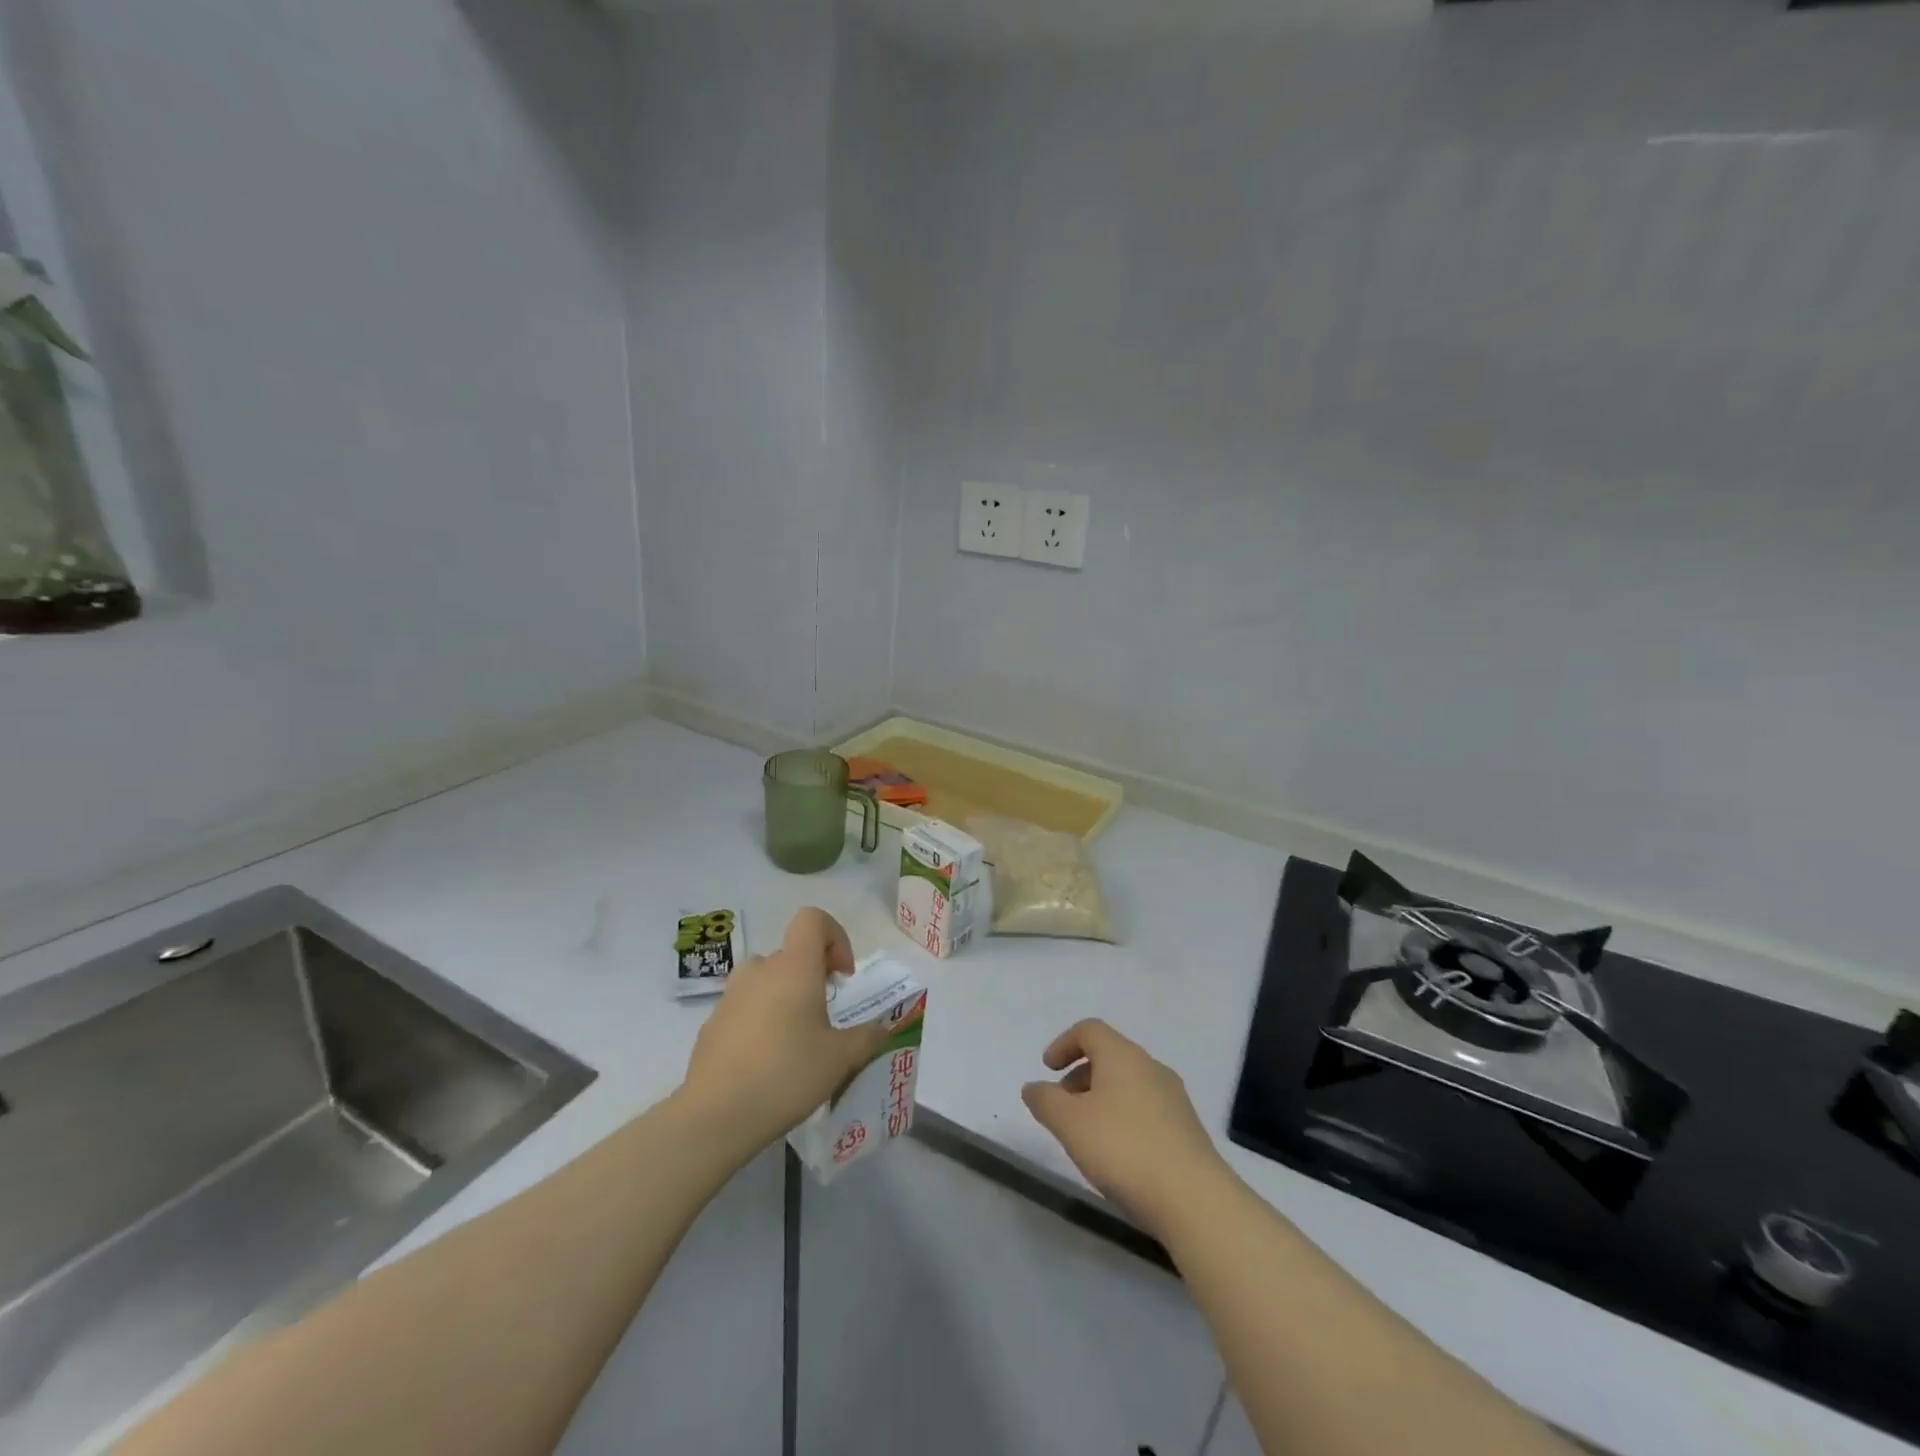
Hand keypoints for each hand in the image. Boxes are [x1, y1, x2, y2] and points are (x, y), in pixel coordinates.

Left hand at [681, 908, 889, 1156]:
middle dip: (813, 977)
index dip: (835, 937)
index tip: (842, 977)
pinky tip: (765, 1064)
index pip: (812, 919)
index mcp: (794, 967)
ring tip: (795, 1041)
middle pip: (791, 954)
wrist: (715, 1116)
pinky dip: (760, 1021)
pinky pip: (744, 1008)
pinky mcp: (711, 1024)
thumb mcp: (840, 1059)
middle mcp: (760, 971)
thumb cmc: (787, 1074)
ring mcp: (730, 996)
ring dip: (784, 998)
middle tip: (825, 1019)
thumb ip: (867, 1038)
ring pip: (766, 981)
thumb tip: (881, 1030)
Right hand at [1022, 1019, 1230, 1240]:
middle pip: (1109, 1056)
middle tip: (1062, 1106)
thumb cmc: (1123, 1148)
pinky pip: (1146, 1108)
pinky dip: (1123, 1117)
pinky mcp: (1186, 1128)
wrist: (1194, 1199)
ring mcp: (1173, 1097)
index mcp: (1122, 1055)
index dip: (1063, 1044)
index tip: (1047, 1070)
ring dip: (1101, 1098)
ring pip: (1128, 1083)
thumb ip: (1045, 1100)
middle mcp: (1150, 1066)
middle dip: (1080, 1075)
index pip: (1089, 1030)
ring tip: (1086, 1135)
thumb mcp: (1069, 1124)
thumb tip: (1033, 1086)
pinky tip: (1118, 1154)